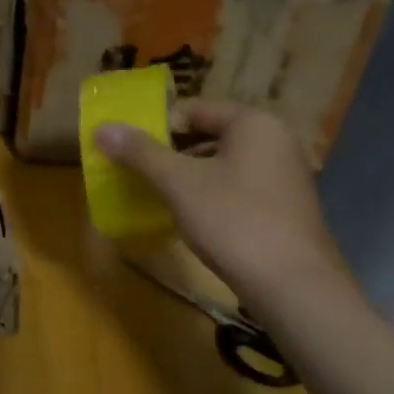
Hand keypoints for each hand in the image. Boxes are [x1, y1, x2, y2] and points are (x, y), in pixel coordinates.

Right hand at [94, 101, 346, 308]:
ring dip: (189, 176)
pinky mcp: (284, 206)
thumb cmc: (233, 221)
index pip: (195, 109)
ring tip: (161, 198)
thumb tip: (103, 128)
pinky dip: (211, 195)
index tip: (131, 152)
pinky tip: (193, 219)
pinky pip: (238, 187)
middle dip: (172, 153)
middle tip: (140, 175)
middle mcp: (275, 140)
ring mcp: (284, 175)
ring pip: (223, 163)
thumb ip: (141, 153)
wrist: (291, 284)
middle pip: (209, 135)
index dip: (158, 126)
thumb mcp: (179, 184)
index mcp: (254, 123)